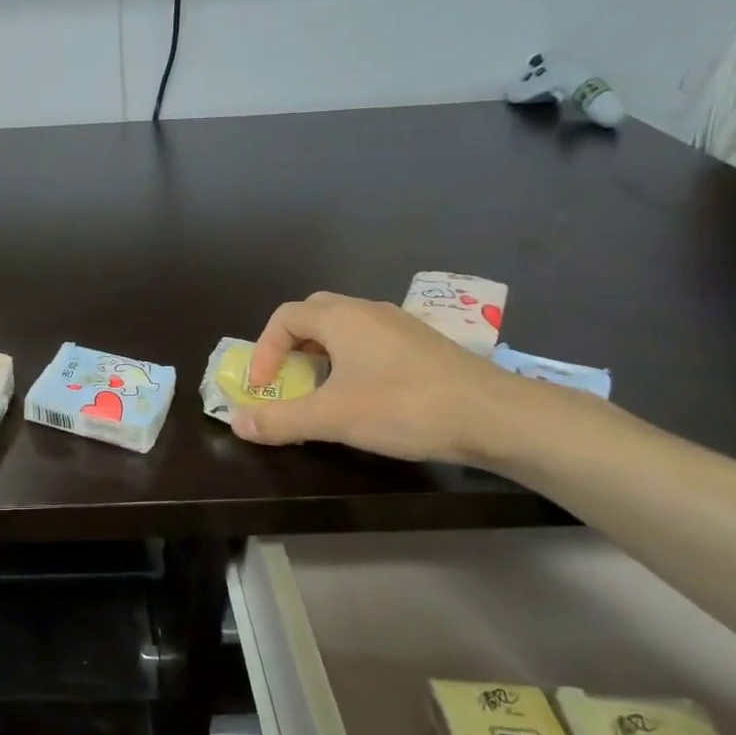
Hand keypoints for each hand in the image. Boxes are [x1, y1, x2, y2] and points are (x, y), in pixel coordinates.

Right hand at [233, 292, 531, 463]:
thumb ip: (280, 420)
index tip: (264, 387)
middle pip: (314, 315)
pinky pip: (373, 342)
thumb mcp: (332, 418)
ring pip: (347, 329)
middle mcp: (369, 311)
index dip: (264, 350)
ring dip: (322, 354)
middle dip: (291, 345)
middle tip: (287, 379)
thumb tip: (237, 423)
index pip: (285, 316)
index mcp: (342, 318)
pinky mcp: (424, 346)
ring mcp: (401, 326)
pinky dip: (353, 361)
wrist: (497, 417)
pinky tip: (366, 395)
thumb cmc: (405, 408)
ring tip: (322, 390)